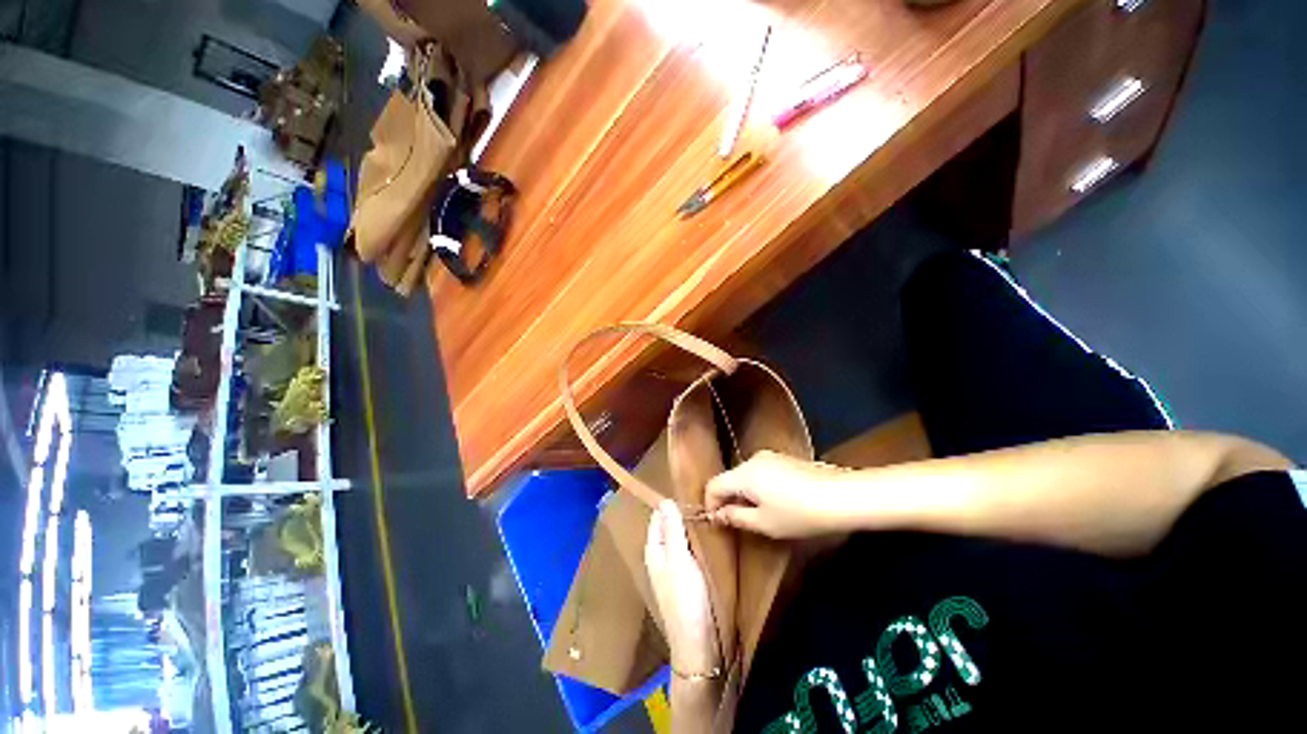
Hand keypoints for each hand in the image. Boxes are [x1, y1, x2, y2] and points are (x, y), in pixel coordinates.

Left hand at [645, 501, 720, 674]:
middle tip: (704, 500)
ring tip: (708, 513)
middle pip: (669, 526)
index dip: (671, 503)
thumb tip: (665, 500)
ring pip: (680, 538)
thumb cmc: (686, 598)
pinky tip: (708, 537)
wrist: (698, 644)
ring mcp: (673, 568)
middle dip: (682, 514)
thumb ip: (672, 530)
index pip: (658, 516)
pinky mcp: (686, 578)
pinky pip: (688, 551)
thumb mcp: (679, 559)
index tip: (691, 489)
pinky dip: (695, 541)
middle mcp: (660, 556)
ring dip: (690, 527)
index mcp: (654, 549)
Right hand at [705, 451, 850, 538]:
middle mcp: (753, 460)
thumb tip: (718, 515)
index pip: (714, 485)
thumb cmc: (799, 514)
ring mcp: (769, 457)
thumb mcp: (764, 523)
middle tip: (737, 523)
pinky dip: (758, 487)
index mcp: (743, 474)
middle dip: (729, 500)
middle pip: (730, 479)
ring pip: (745, 476)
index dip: (710, 504)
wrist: (841, 496)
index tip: (716, 522)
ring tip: (759, 515)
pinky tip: (776, 503)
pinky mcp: (784, 459)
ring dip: (744, 494)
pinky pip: (760, 472)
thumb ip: (736, 517)